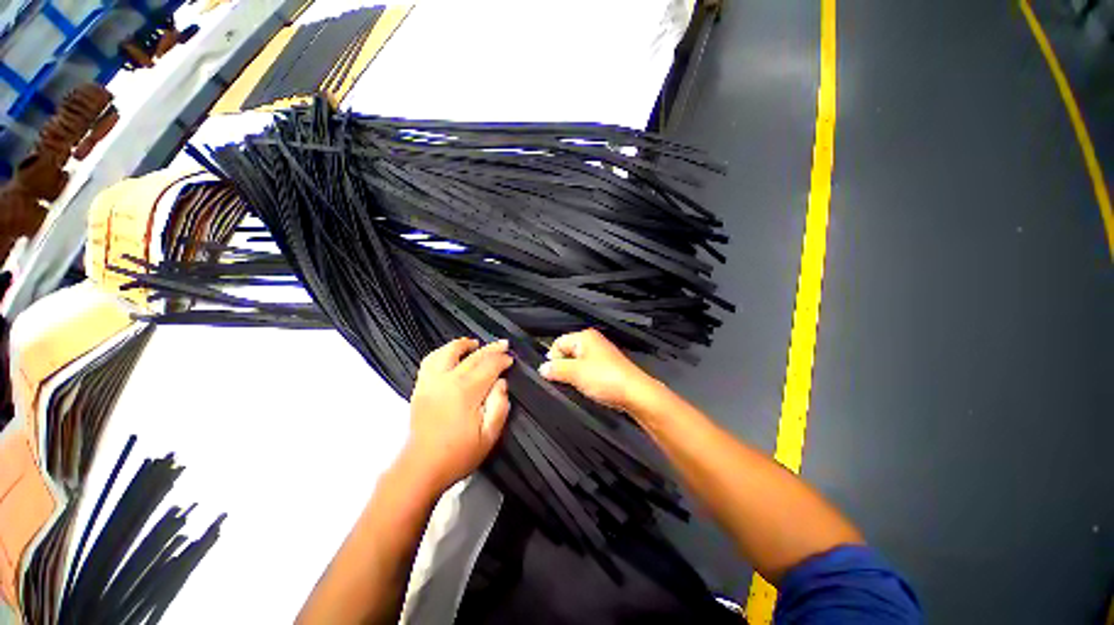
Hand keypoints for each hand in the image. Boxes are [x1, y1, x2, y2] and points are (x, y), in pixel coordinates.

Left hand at [402, 338, 512, 492]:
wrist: (422, 467)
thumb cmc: (459, 453)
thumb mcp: (489, 435)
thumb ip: (499, 405)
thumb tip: (502, 383)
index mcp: (467, 391)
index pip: (489, 365)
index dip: (502, 359)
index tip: (511, 360)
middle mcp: (448, 380)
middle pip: (473, 356)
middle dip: (491, 349)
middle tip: (503, 344)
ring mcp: (431, 381)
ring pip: (447, 352)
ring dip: (463, 344)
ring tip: (474, 343)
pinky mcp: (420, 387)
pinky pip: (430, 360)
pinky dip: (442, 352)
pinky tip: (450, 354)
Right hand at [539, 329, 660, 413]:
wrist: (635, 393)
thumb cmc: (608, 379)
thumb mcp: (575, 373)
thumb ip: (556, 369)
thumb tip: (543, 368)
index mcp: (584, 337)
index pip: (558, 342)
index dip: (552, 358)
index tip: (551, 373)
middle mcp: (593, 342)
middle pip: (567, 352)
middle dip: (563, 367)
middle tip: (566, 380)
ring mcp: (600, 355)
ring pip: (577, 363)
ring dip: (573, 375)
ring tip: (579, 385)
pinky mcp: (606, 367)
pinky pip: (587, 370)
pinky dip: (584, 379)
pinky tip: (588, 387)